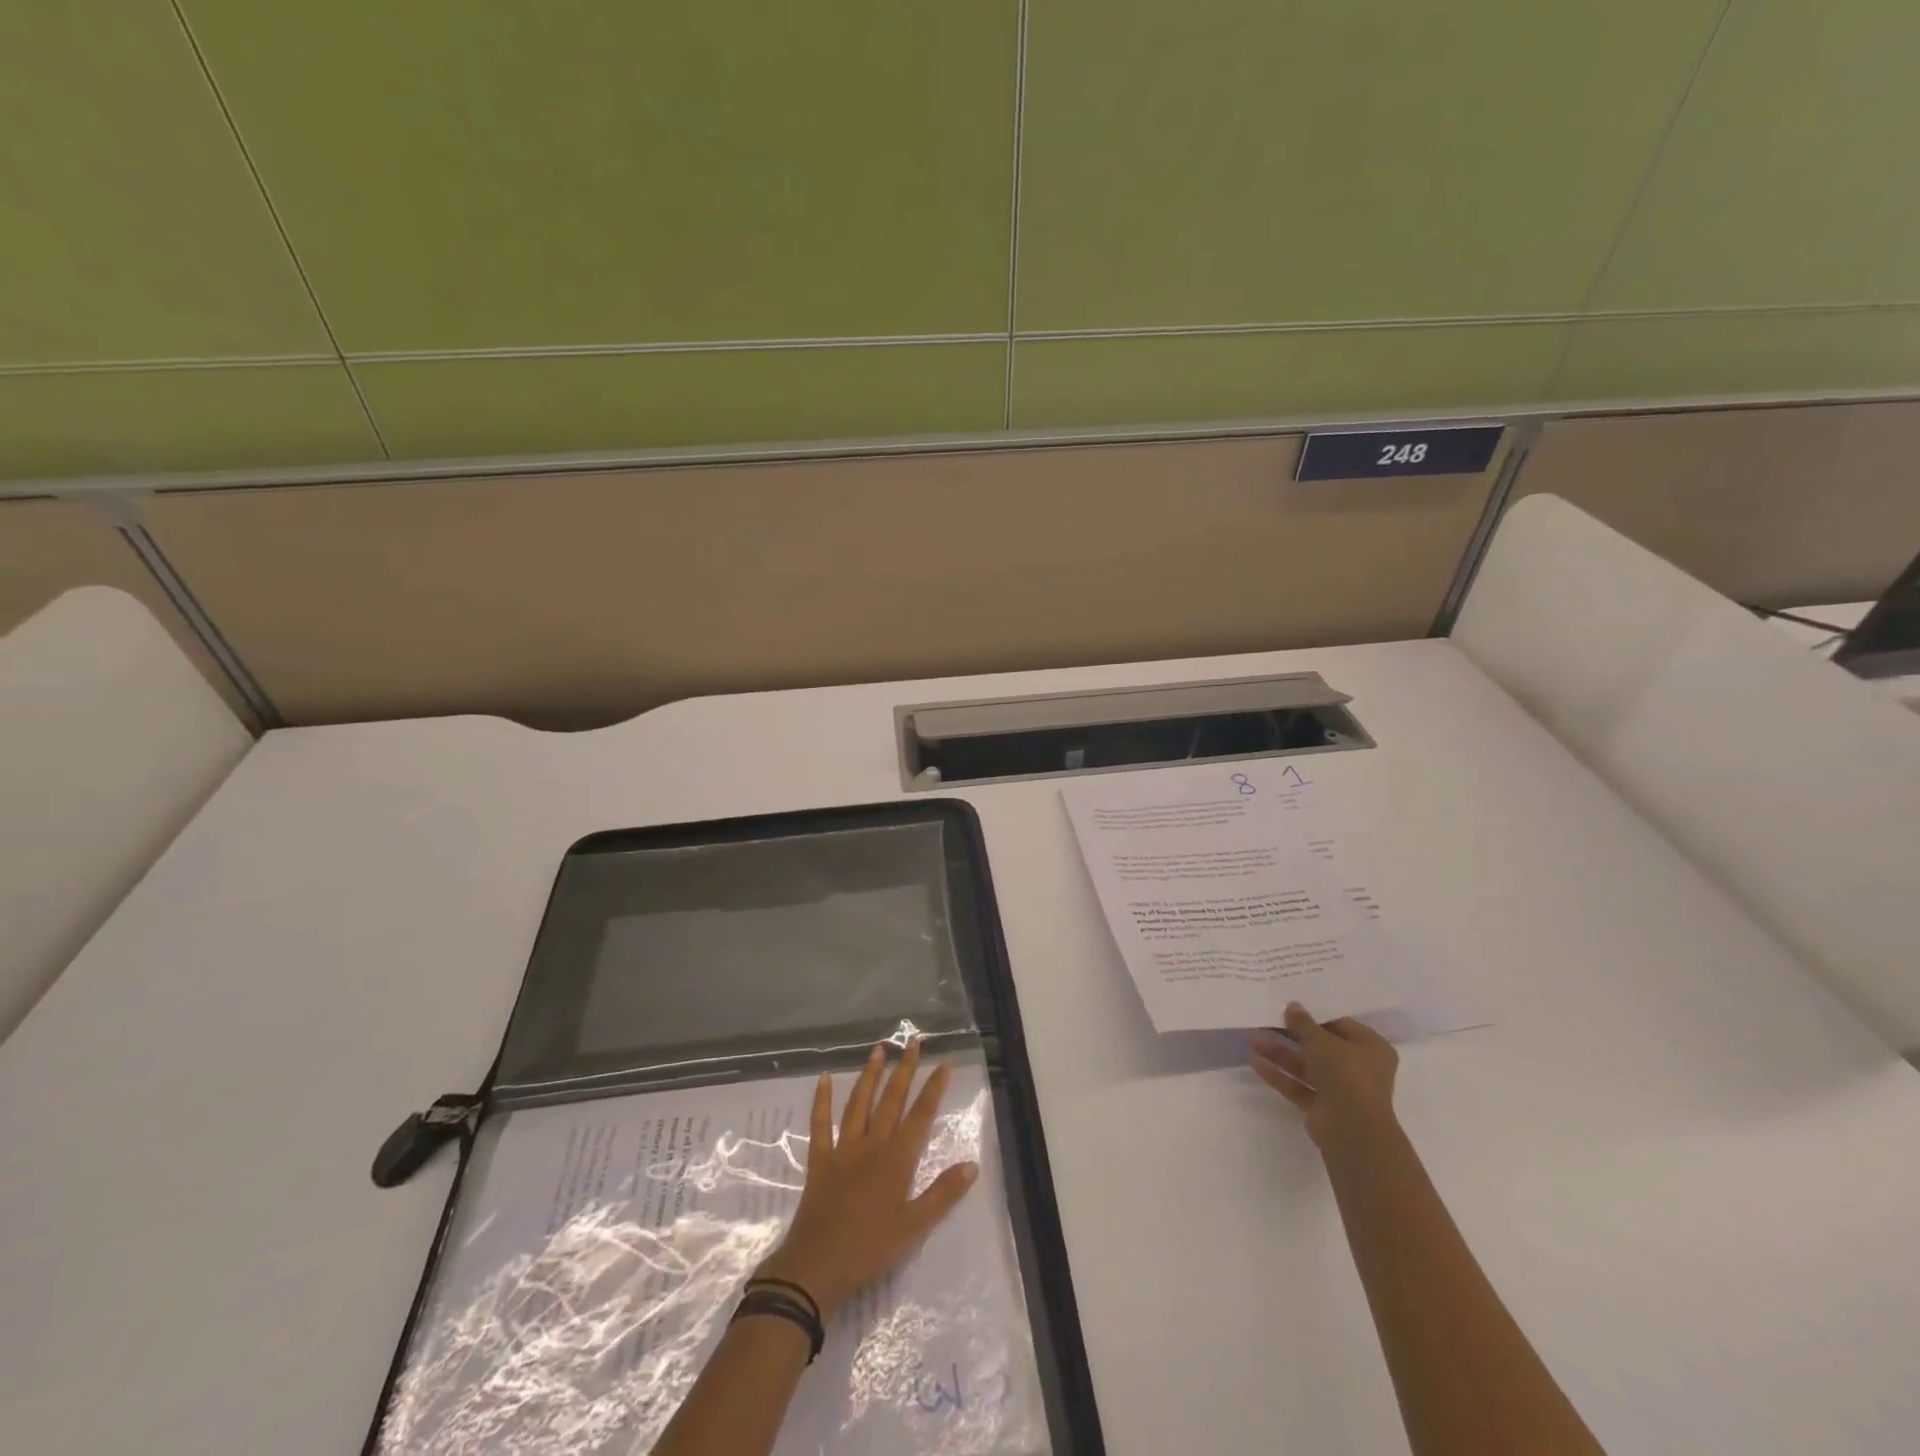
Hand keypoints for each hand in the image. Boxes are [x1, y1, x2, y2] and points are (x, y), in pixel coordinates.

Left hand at [755, 1041, 977, 1321]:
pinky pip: (820, 1123)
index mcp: (897, 1160)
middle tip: (913, 1042)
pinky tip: (824, 1078)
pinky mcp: (820, 1159)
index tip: (943, 1063)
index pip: (920, 1115)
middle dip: (904, 1069)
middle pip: (891, 1100)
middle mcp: (872, 1145)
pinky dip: (822, 1099)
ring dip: (870, 1075)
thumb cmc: (870, 1249)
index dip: (933, 1089)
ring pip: (859, 1103)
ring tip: (878, 1049)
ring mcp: (843, 1149)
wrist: (816, 1267)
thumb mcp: (914, 1228)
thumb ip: (943, 1194)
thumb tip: (972, 1164)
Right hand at [1250, 1001, 1398, 1151]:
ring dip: (1281, 1054)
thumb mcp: (1321, 1041)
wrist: (1352, 1130)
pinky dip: (1281, 1076)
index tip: (1289, 1007)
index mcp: (1371, 1048)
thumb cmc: (1346, 1075)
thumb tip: (1292, 1006)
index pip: (1340, 1025)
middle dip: (1292, 1036)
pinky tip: (1256, 1064)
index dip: (1314, 1016)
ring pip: (1307, 1067)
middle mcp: (1359, 1068)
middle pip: (1321, 1047)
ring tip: (1254, 1041)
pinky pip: (1300, 1087)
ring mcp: (1341, 1090)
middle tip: (1267, 1021)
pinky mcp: (1324, 1108)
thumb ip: (1303, 1023)